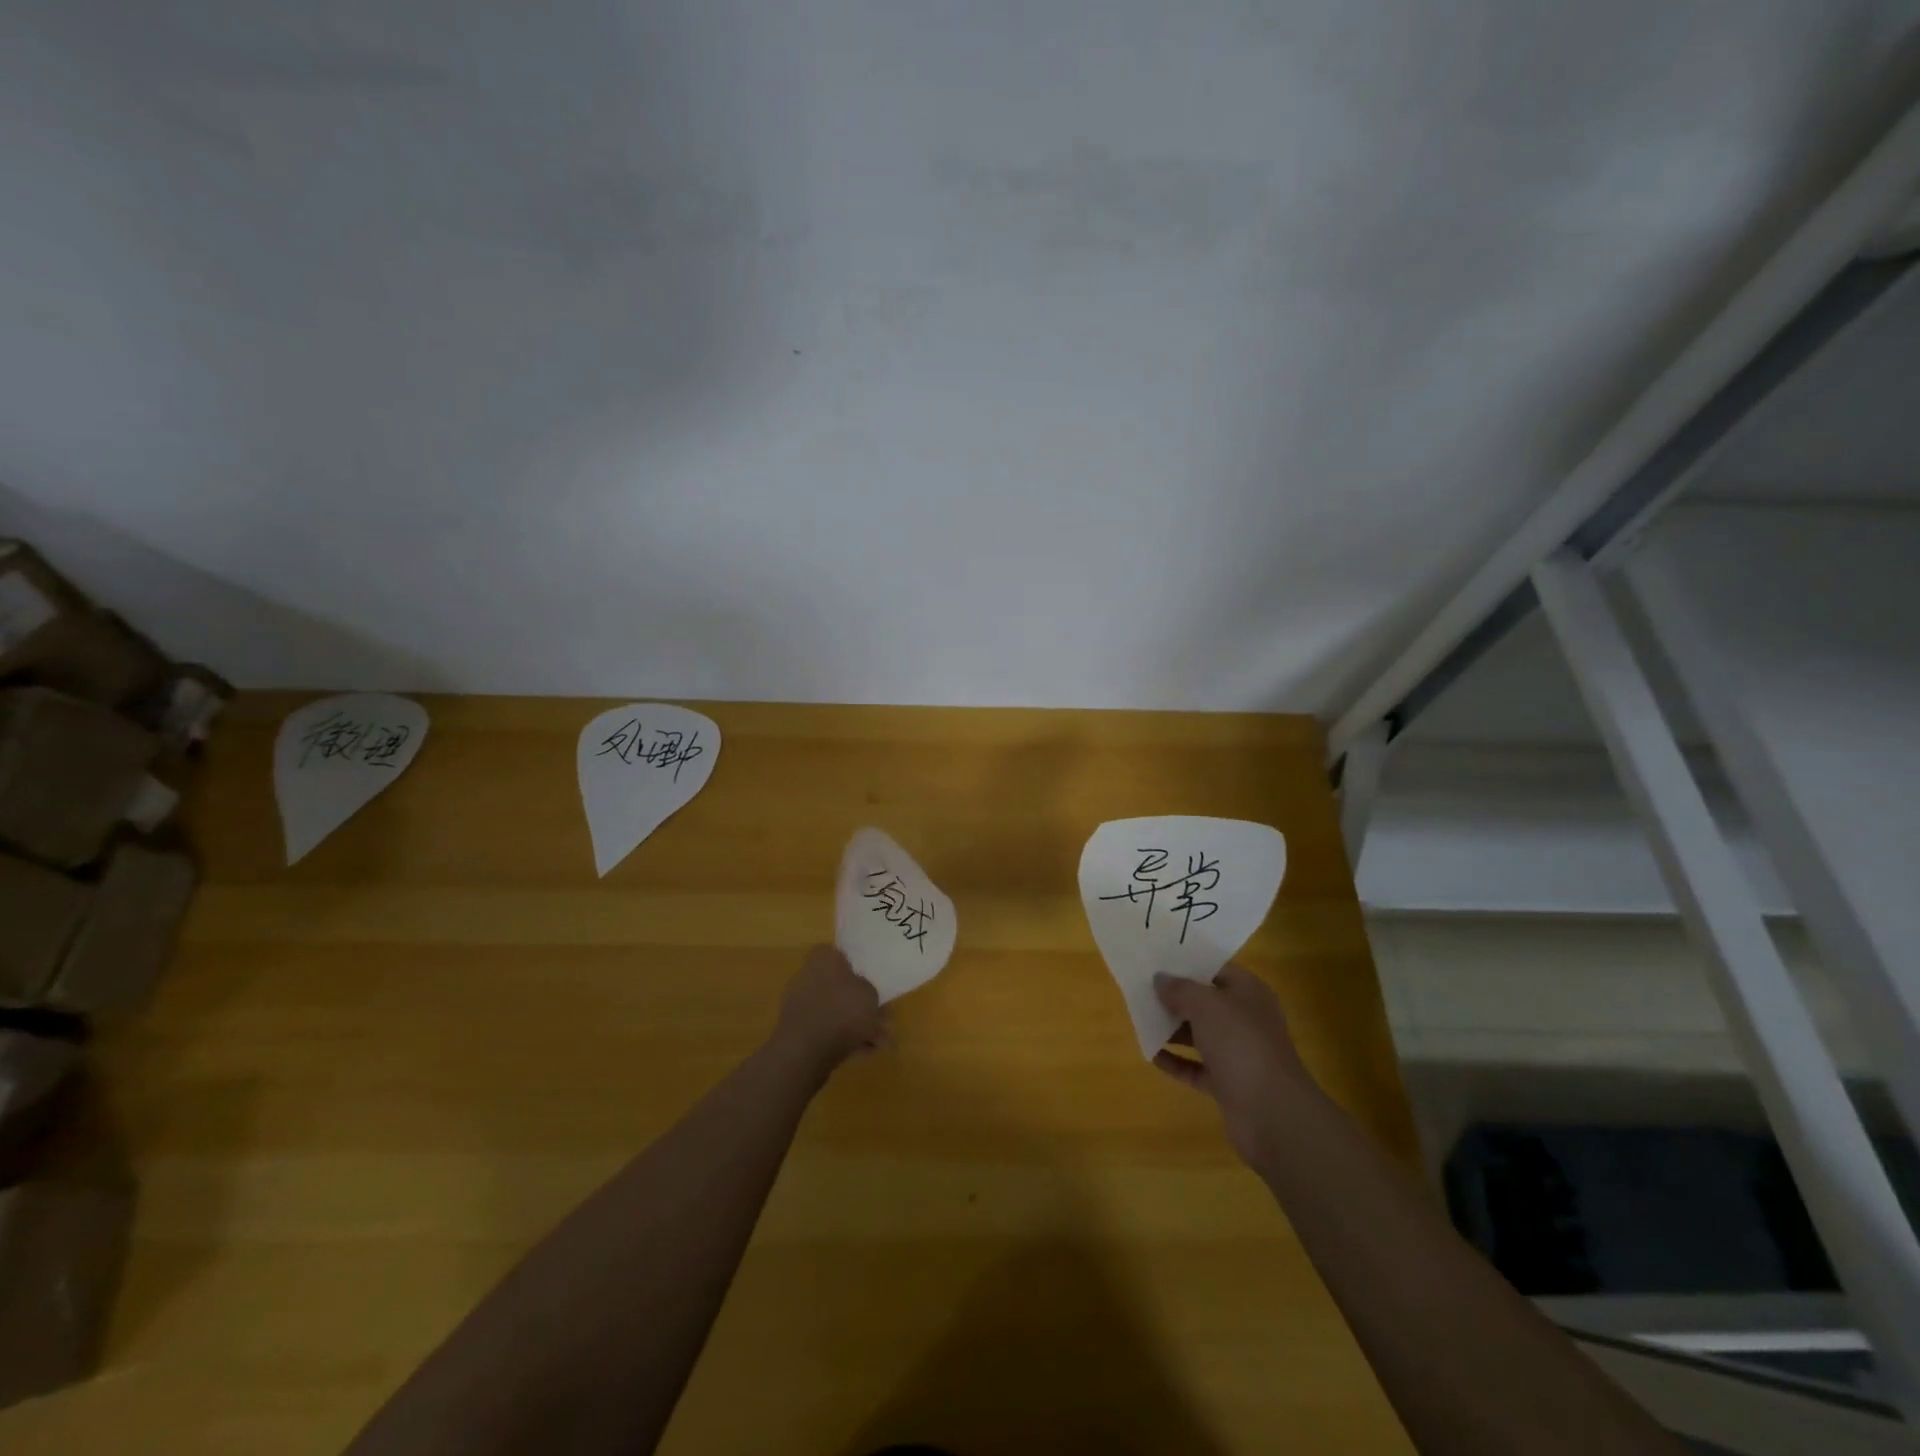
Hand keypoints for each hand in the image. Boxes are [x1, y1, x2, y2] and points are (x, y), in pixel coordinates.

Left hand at [770, 945, 887, 1080]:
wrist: (805, 1053)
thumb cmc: (841, 1012)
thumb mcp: (870, 993)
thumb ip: (869, 989)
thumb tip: (863, 991)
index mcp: (823, 958)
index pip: (840, 953)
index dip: (858, 966)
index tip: (873, 981)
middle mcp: (808, 976)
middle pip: (841, 986)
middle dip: (862, 1004)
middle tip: (883, 1018)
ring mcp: (801, 1004)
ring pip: (836, 1010)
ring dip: (858, 1024)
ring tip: (880, 1042)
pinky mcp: (798, 1031)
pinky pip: (827, 1029)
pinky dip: (845, 1038)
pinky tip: (865, 1051)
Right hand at [1153, 964, 1316, 1169]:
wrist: (1272, 1113)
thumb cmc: (1240, 1043)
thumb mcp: (1206, 1005)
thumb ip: (1180, 989)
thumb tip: (1160, 979)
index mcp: (1248, 993)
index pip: (1216, 969)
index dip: (1188, 963)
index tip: (1156, 960)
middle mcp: (1245, 1020)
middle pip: (1205, 1002)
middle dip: (1175, 997)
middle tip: (1141, 989)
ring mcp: (1237, 1053)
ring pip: (1199, 1035)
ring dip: (1172, 1029)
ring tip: (1140, 1019)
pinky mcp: (1227, 1084)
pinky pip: (1196, 1067)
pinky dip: (1176, 1061)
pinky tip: (1151, 1054)